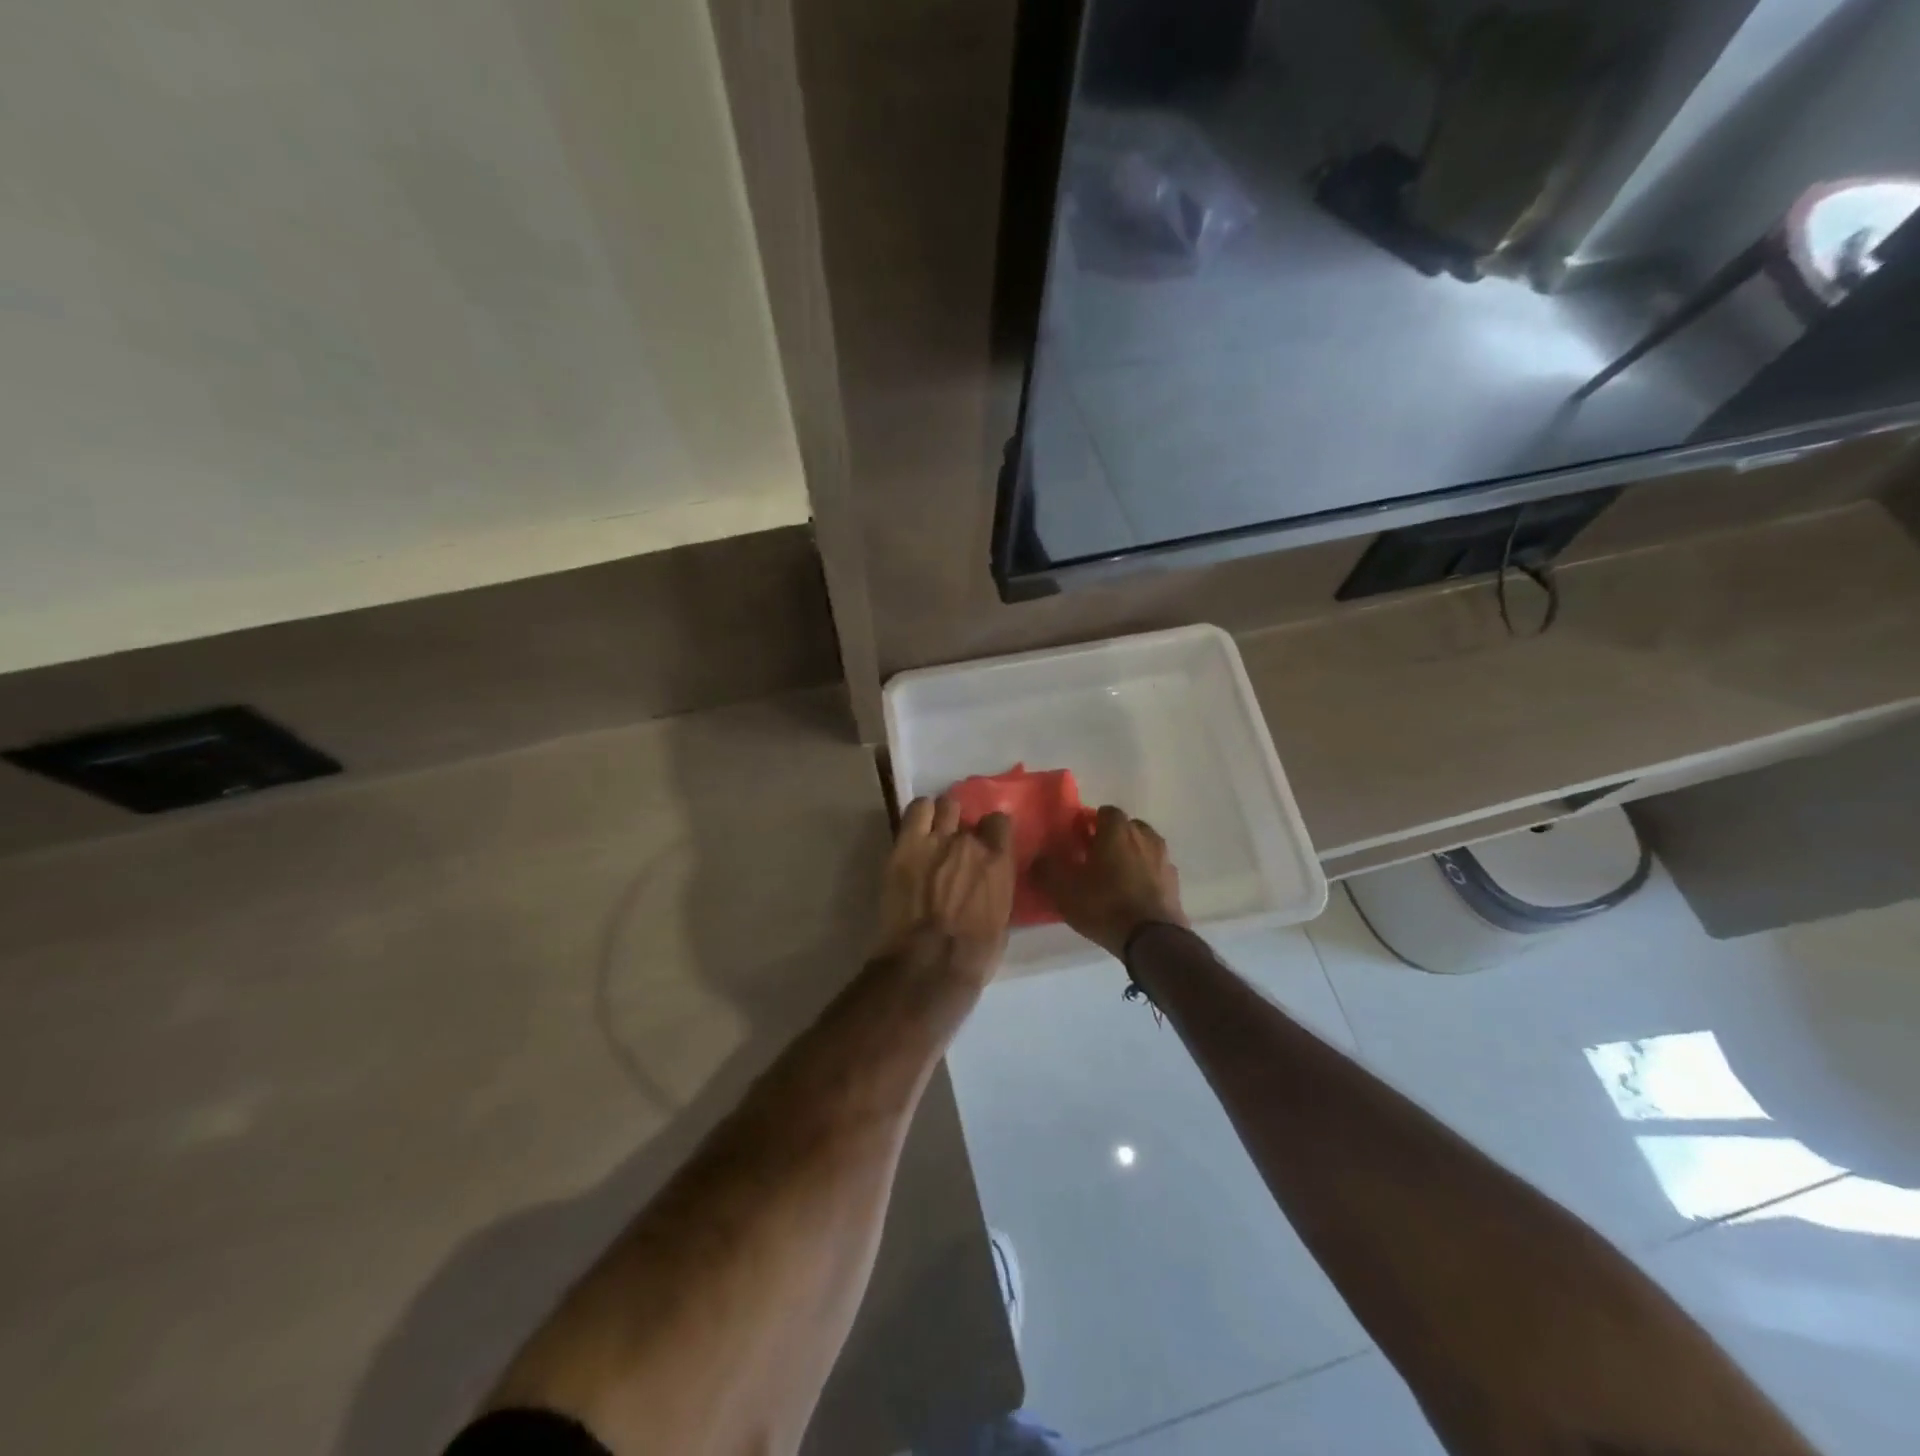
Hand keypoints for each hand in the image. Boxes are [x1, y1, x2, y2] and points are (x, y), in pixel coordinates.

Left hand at [877, 796, 1015, 986]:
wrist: (927, 965)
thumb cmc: (972, 956)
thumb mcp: (1000, 922)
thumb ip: (996, 890)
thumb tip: (989, 883)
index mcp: (999, 862)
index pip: (1000, 822)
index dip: (992, 831)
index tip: (986, 842)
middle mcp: (970, 842)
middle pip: (969, 814)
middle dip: (963, 826)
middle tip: (955, 845)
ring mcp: (936, 839)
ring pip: (944, 805)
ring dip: (941, 817)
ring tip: (934, 833)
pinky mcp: (906, 844)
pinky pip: (916, 810)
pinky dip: (919, 814)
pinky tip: (917, 828)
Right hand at [1033, 805, 1186, 959]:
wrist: (1152, 939)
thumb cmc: (1104, 904)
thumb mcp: (1064, 889)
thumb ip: (1046, 868)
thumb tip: (1038, 857)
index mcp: (1117, 830)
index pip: (1104, 812)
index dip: (1090, 824)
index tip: (1078, 841)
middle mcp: (1144, 836)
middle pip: (1126, 828)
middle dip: (1111, 838)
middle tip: (1094, 859)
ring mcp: (1163, 858)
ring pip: (1143, 847)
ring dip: (1130, 856)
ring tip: (1114, 878)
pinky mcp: (1175, 882)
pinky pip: (1154, 870)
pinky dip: (1144, 875)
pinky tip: (1132, 895)